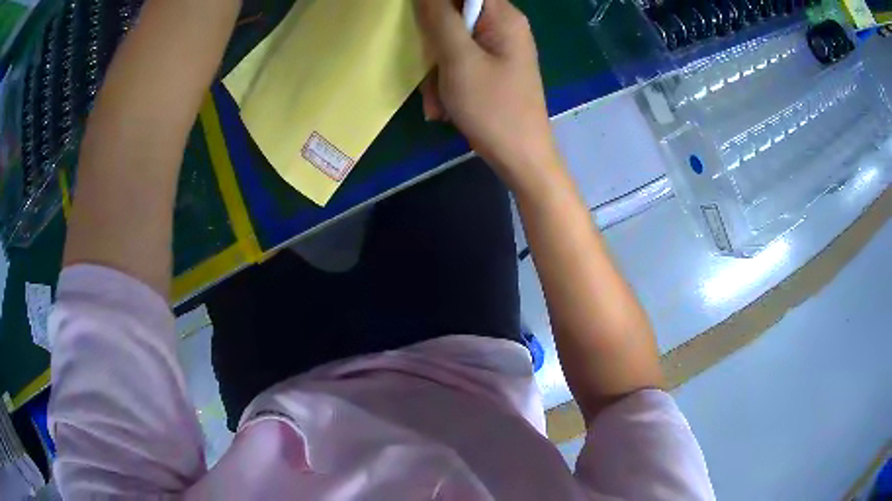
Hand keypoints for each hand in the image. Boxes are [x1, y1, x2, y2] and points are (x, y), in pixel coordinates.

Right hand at [416, 0, 559, 189]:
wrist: (520, 159)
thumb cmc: (493, 109)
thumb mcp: (459, 60)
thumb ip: (439, 19)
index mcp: (504, 18)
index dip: (438, 4)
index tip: (424, 26)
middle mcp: (504, 28)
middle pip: (455, 15)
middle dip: (434, 46)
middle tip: (431, 72)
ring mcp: (498, 50)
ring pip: (452, 42)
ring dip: (437, 71)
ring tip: (439, 101)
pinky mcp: (492, 70)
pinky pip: (459, 63)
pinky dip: (447, 84)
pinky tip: (447, 108)